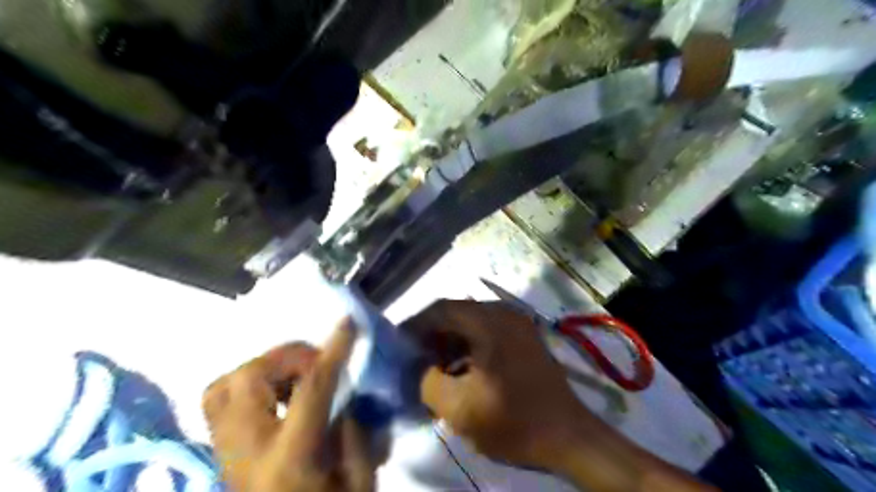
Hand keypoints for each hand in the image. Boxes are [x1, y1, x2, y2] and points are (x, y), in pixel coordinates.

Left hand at [205, 321, 384, 491]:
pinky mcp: (219, 449)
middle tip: (316, 364)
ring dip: (265, 368)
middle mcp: (246, 448)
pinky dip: (246, 383)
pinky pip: (218, 398)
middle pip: (249, 378)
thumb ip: (353, 431)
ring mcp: (224, 449)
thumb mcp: (356, 482)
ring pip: (224, 383)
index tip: (347, 323)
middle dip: (287, 357)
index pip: (311, 389)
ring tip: (293, 378)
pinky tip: (273, 394)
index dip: (332, 351)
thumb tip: (346, 392)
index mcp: (289, 457)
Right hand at [399, 299, 591, 467]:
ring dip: (449, 343)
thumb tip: (416, 366)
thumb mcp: (458, 407)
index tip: (397, 344)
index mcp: (489, 321)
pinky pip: (487, 334)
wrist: (568, 437)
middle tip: (414, 358)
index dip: (415, 324)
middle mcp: (504, 313)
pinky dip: (468, 348)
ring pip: (471, 325)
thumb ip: (427, 381)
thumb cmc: (513, 420)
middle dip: (431, 336)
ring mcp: (517, 324)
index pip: (441, 309)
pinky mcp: (524, 339)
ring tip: (434, 368)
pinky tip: (459, 372)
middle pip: (456, 314)